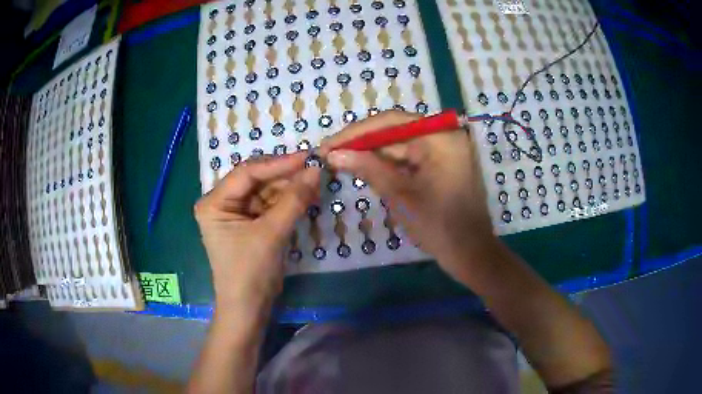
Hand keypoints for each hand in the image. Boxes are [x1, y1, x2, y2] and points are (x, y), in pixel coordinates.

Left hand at [194, 153, 319, 315]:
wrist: (249, 307)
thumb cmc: (250, 271)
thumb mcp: (271, 233)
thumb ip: (294, 199)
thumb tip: (315, 169)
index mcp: (214, 202)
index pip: (247, 173)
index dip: (278, 164)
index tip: (306, 157)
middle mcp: (222, 202)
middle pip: (256, 180)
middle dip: (285, 176)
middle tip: (314, 168)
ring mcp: (236, 213)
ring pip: (265, 191)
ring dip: (289, 188)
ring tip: (314, 182)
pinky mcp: (249, 223)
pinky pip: (270, 205)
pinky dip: (287, 202)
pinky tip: (306, 196)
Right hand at [319, 110, 498, 278]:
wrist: (470, 254)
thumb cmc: (438, 226)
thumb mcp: (400, 195)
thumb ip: (367, 168)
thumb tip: (333, 154)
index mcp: (440, 137)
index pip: (390, 122)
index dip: (355, 133)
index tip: (327, 145)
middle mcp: (444, 135)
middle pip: (395, 131)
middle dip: (362, 143)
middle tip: (329, 154)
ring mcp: (445, 148)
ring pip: (400, 144)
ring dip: (372, 154)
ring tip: (340, 160)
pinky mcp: (442, 162)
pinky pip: (410, 156)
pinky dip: (389, 163)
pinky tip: (365, 167)